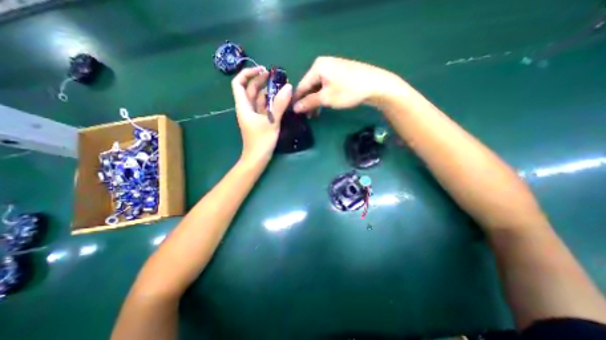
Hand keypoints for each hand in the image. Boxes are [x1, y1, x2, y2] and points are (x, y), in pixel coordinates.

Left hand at [233, 65, 293, 162]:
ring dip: (267, 91)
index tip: (262, 70)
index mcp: (244, 106)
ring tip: (280, 86)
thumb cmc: (261, 141)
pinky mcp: (260, 121)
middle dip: (260, 80)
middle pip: (250, 89)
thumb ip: (280, 105)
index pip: (239, 84)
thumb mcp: (272, 122)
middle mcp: (247, 108)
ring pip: (258, 99)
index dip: (248, 73)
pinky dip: (270, 102)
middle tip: (275, 76)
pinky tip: (279, 100)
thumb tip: (288, 87)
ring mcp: (253, 115)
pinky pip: (264, 107)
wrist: (257, 159)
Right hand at [293, 56, 400, 112]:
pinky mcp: (339, 74)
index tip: (293, 113)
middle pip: (309, 86)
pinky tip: (323, 106)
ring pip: (318, 87)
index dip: (297, 100)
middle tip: (306, 116)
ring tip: (314, 114)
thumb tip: (295, 108)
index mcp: (317, 66)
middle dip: (307, 101)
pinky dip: (323, 96)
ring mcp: (332, 68)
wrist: (376, 85)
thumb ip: (309, 102)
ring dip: (315, 101)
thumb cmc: (348, 91)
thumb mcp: (326, 98)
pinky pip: (326, 86)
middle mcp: (323, 64)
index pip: (301, 85)